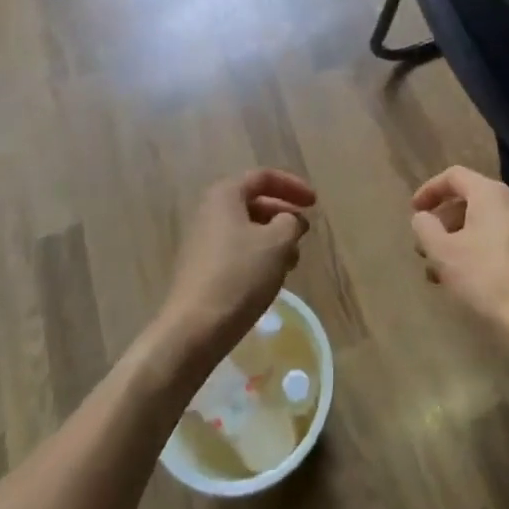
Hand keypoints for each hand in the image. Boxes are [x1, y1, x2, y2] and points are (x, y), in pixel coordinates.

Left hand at [159, 170, 314, 364]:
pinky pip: (237, 252)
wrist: (194, 330)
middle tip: (304, 233)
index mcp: (225, 195)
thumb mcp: (278, 242)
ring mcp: (202, 242)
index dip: (293, 186)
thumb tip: (288, 220)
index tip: (315, 204)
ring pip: (247, 230)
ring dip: (274, 240)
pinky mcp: (202, 270)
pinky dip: (259, 257)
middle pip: (254, 202)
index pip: (263, 177)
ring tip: (293, 261)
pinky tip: (271, 279)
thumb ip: (291, 222)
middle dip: (283, 215)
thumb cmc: (239, 276)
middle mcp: (209, 212)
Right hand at [411, 166, 508, 355]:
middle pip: (469, 200)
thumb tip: (422, 217)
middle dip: (442, 222)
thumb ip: (426, 228)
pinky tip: (464, 280)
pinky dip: (476, 251)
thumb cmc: (486, 279)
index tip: (413, 211)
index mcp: (490, 194)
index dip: (430, 190)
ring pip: (482, 223)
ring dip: (457, 240)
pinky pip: (497, 240)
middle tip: (423, 247)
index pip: (454, 176)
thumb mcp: (444, 253)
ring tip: (438, 272)